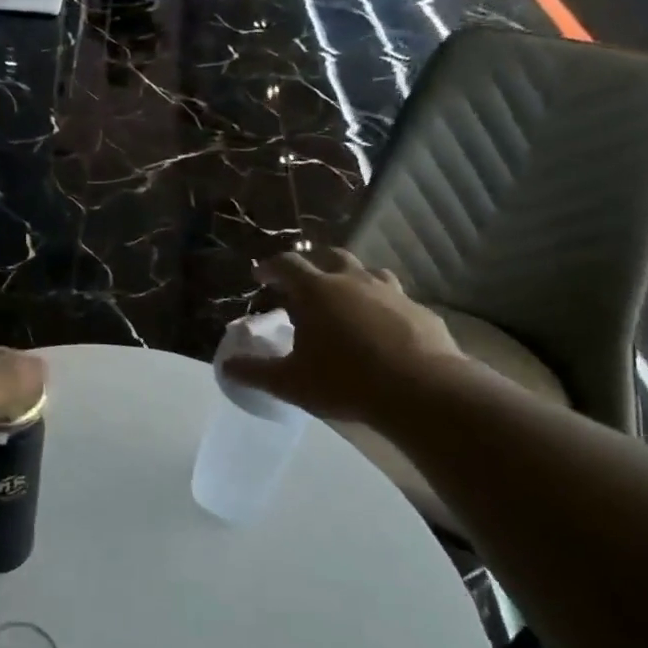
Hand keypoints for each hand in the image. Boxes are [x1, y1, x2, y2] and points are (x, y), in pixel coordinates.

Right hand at [222, 250, 462, 423]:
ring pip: (368, 272)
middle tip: (302, 281)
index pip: (287, 264)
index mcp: (316, 291)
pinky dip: (382, 305)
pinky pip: (396, 299)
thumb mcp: (290, 382)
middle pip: (330, 256)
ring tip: (345, 298)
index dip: (270, 267)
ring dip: (352, 278)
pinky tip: (382, 327)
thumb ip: (255, 371)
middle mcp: (353, 281)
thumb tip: (226, 366)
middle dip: (313, 263)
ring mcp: (391, 293)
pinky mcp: (420, 311)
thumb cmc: (345, 381)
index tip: (260, 275)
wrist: (422, 391)